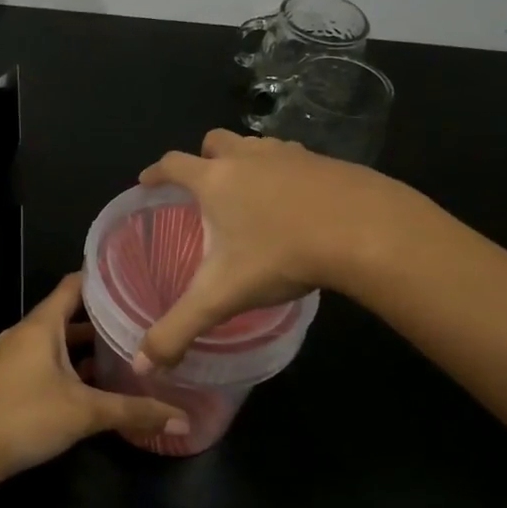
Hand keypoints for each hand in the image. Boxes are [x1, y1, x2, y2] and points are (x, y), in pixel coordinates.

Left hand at [0, 275, 190, 478]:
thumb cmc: (26, 417)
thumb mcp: (85, 413)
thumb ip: (134, 412)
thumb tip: (183, 421)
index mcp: (42, 324)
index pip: (74, 284)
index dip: (102, 278)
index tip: (135, 275)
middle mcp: (27, 332)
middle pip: (68, 313)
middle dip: (102, 315)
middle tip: (141, 316)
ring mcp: (15, 355)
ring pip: (57, 340)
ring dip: (86, 344)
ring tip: (125, 348)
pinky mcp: (10, 378)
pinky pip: (46, 358)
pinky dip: (70, 363)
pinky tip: (94, 382)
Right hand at [136, 129, 395, 369]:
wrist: (364, 231)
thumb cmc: (281, 255)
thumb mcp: (221, 297)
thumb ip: (178, 329)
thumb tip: (142, 366)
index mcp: (215, 180)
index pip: (172, 165)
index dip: (154, 173)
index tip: (147, 182)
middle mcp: (247, 157)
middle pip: (215, 141)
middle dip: (203, 158)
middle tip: (203, 186)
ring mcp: (289, 154)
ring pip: (256, 145)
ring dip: (245, 160)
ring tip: (249, 192)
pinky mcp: (325, 161)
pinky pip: (292, 158)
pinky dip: (284, 172)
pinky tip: (295, 201)